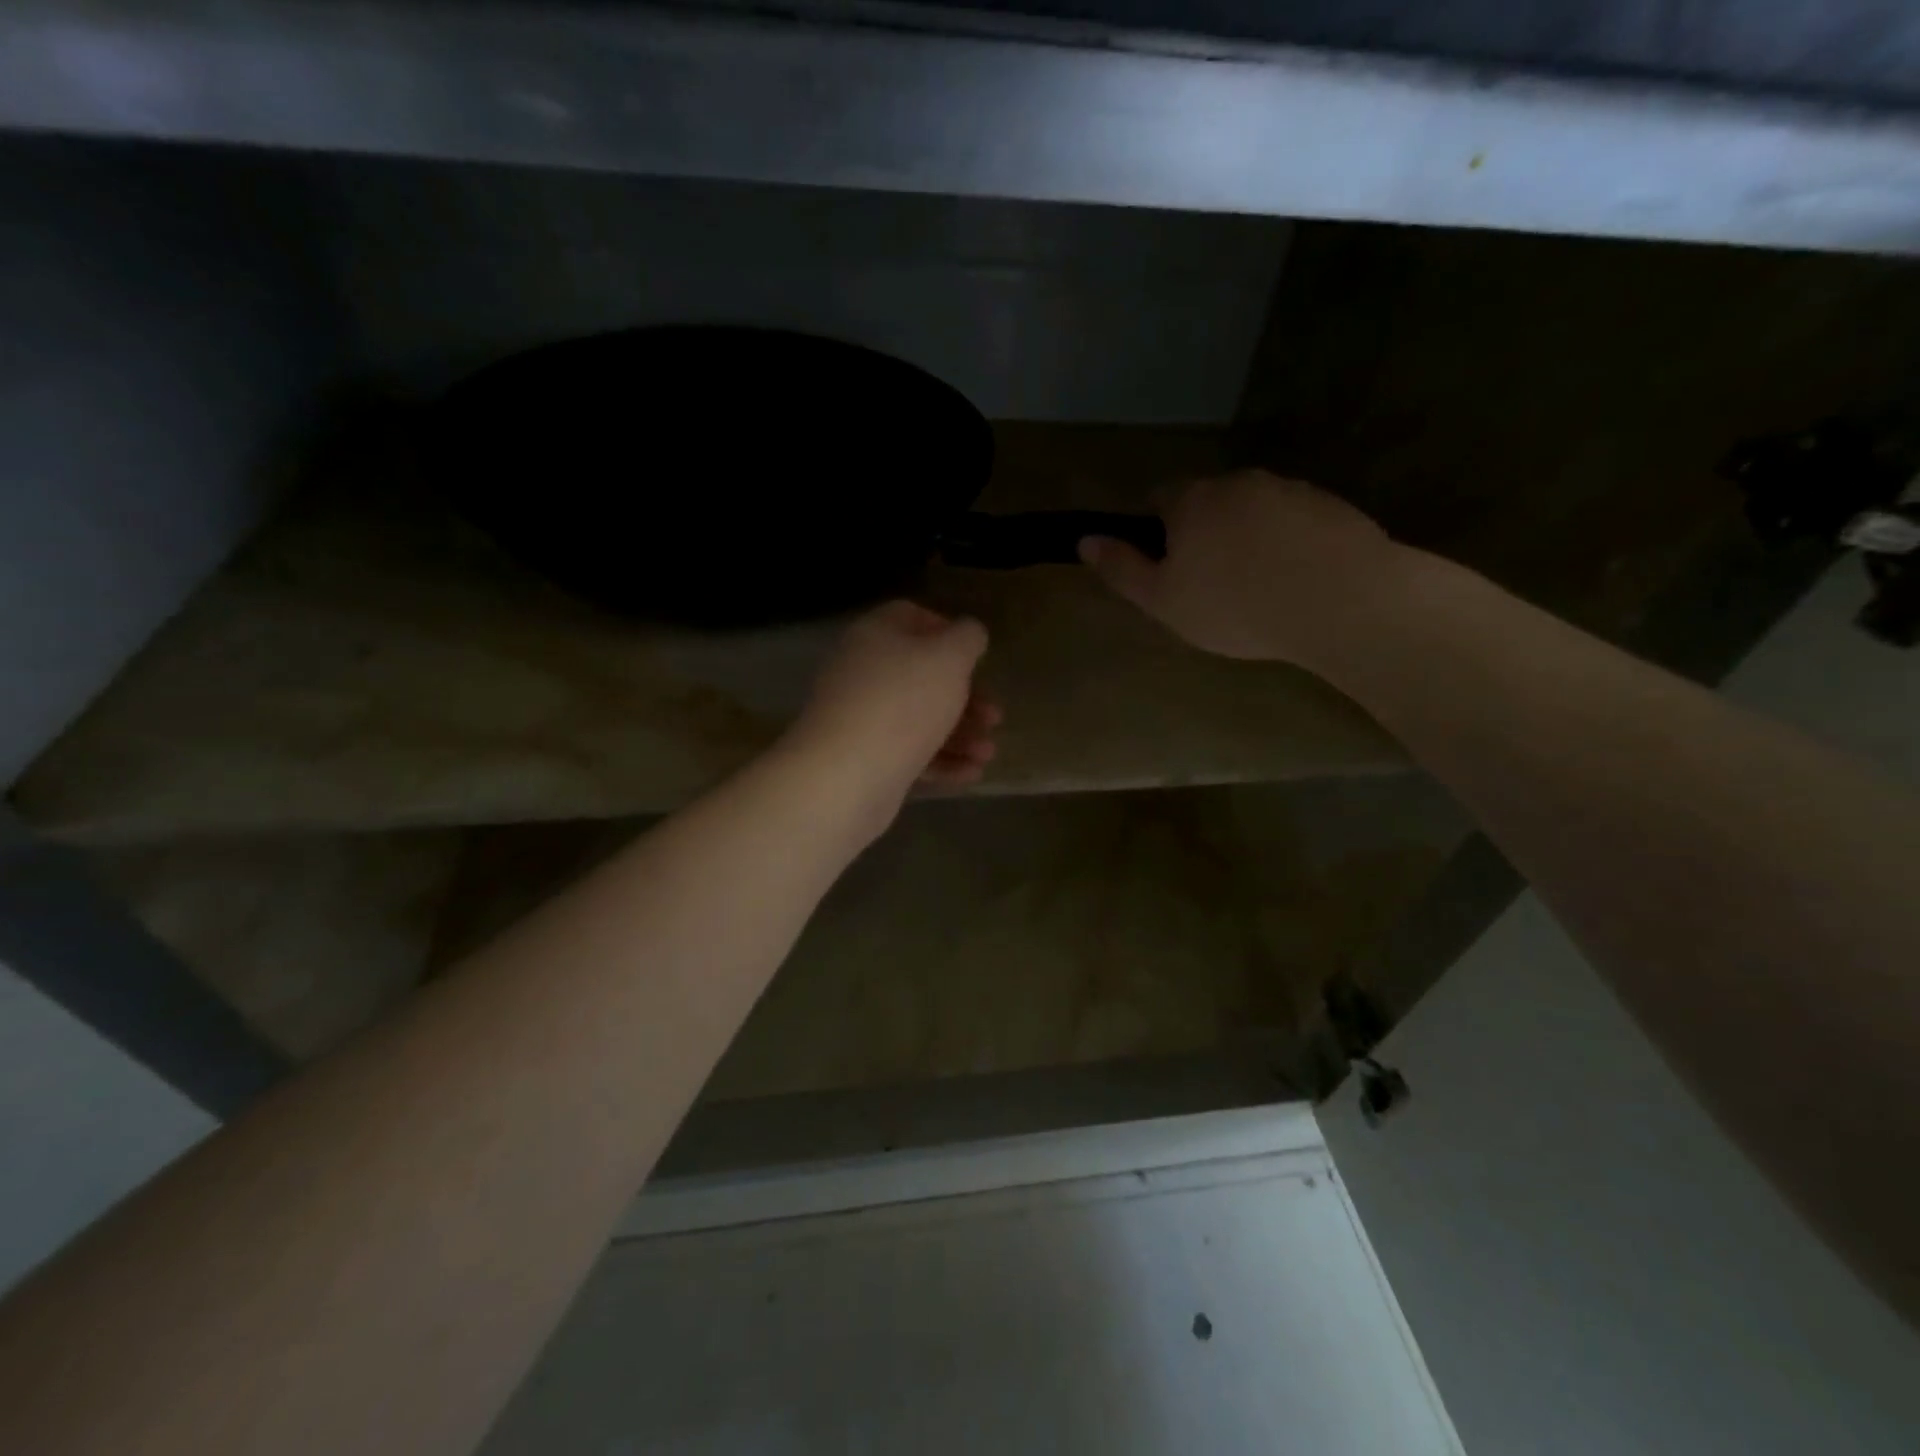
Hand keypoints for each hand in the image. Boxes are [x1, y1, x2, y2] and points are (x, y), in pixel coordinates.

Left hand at [786, 601, 1000, 824]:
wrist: (846, 775)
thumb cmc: (903, 702)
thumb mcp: (949, 658)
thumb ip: (967, 639)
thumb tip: (968, 633)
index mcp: (876, 635)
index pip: (910, 616)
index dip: (947, 630)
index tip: (976, 655)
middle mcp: (863, 672)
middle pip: (921, 675)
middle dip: (965, 697)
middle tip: (994, 717)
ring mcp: (861, 718)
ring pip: (919, 718)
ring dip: (960, 734)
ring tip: (987, 753)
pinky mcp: (865, 759)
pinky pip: (909, 753)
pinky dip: (941, 760)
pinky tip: (971, 773)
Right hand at [1078, 470, 1404, 667]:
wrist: (1340, 601)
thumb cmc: (1234, 605)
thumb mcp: (1162, 599)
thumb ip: (1122, 568)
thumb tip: (1085, 539)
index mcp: (1192, 500)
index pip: (1159, 499)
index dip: (1156, 531)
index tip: (1167, 568)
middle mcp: (1239, 482)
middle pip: (1208, 502)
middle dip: (1204, 534)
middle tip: (1211, 586)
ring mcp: (1290, 490)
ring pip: (1254, 511)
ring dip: (1248, 538)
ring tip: (1258, 589)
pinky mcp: (1332, 507)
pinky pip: (1295, 523)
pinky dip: (1288, 545)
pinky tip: (1295, 583)